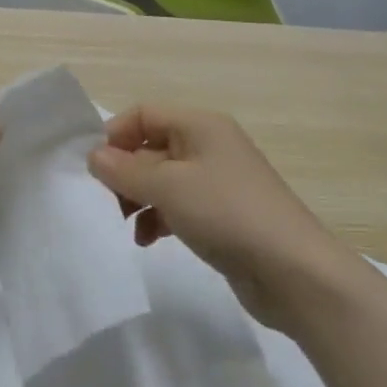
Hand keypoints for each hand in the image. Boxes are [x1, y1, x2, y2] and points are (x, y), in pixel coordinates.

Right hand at [88, 105, 328, 327]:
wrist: (294, 272)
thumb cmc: (226, 214)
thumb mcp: (168, 187)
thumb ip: (124, 170)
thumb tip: (94, 156)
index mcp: (200, 125)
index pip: (144, 113)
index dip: (115, 135)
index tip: (93, 168)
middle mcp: (209, 146)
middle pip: (151, 146)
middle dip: (124, 172)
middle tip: (105, 202)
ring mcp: (217, 182)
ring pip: (162, 179)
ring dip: (138, 198)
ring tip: (125, 225)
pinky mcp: (222, 215)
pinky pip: (178, 206)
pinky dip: (158, 218)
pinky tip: (147, 241)